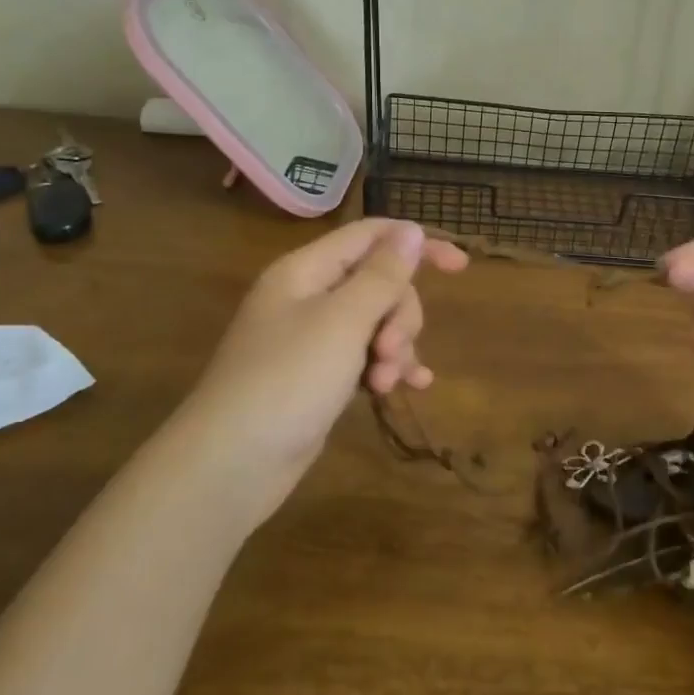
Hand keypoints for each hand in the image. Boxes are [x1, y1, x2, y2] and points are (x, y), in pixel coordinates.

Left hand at [170, 220, 467, 525]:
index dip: (417, 244)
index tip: (461, 266)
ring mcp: (313, 339)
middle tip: (392, 350)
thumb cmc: (288, 380)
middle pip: (379, 284)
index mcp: (306, 271)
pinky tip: (412, 387)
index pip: (371, 236)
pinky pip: (366, 358)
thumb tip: (411, 231)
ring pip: (377, 323)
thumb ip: (382, 275)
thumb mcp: (343, 321)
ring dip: (395, 348)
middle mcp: (309, 297)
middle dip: (400, 314)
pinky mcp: (319, 376)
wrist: (232, 464)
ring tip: (386, 383)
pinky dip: (388, 368)